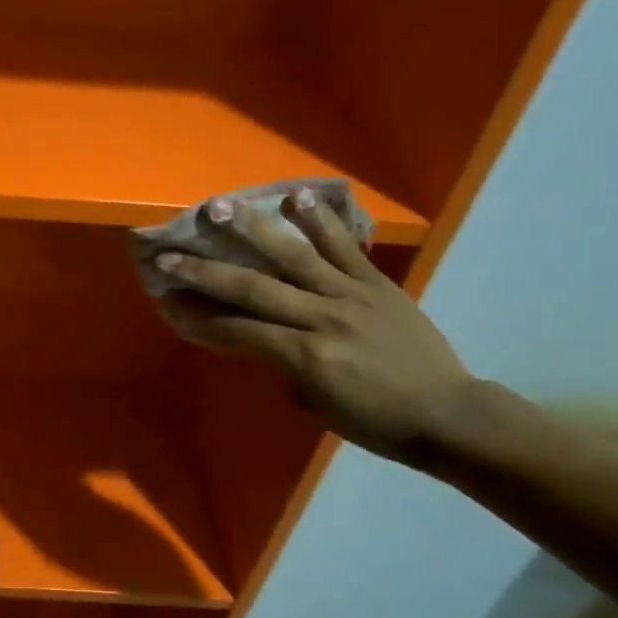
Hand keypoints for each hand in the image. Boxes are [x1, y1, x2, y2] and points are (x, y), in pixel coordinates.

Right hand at [155, 190, 473, 463]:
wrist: (448, 413)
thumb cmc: (377, 422)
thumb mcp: (318, 406)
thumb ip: (286, 368)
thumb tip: (267, 342)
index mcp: (305, 356)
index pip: (239, 330)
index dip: (200, 318)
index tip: (169, 303)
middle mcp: (322, 318)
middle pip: (252, 288)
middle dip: (204, 272)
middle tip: (169, 256)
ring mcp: (351, 294)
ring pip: (293, 255)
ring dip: (253, 229)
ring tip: (222, 206)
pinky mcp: (377, 283)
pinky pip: (344, 246)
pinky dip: (320, 220)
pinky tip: (295, 195)